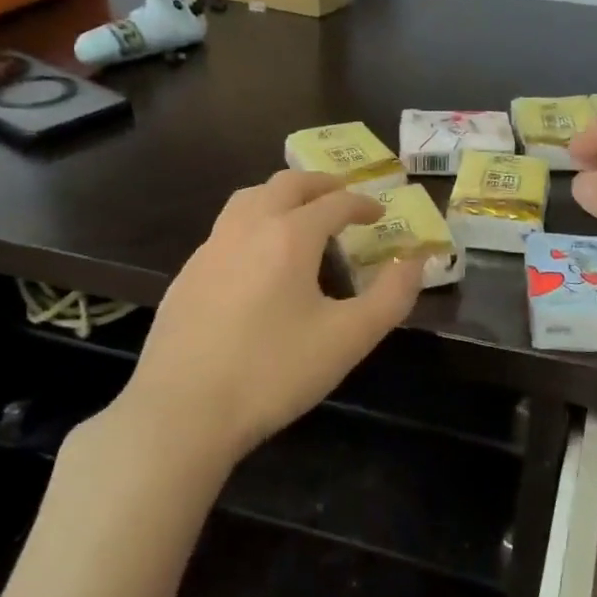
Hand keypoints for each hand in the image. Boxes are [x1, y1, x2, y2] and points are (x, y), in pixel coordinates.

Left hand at [104, 171, 425, 465]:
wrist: (181, 411)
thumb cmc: (273, 372)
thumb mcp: (348, 339)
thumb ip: (391, 297)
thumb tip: (415, 262)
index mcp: (290, 236)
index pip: (335, 203)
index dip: (363, 204)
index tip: (380, 213)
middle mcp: (248, 228)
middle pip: (286, 184)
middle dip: (320, 184)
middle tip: (342, 196)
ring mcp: (210, 249)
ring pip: (248, 199)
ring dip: (281, 196)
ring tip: (299, 216)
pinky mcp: (186, 275)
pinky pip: (226, 229)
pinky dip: (253, 225)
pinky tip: (257, 261)